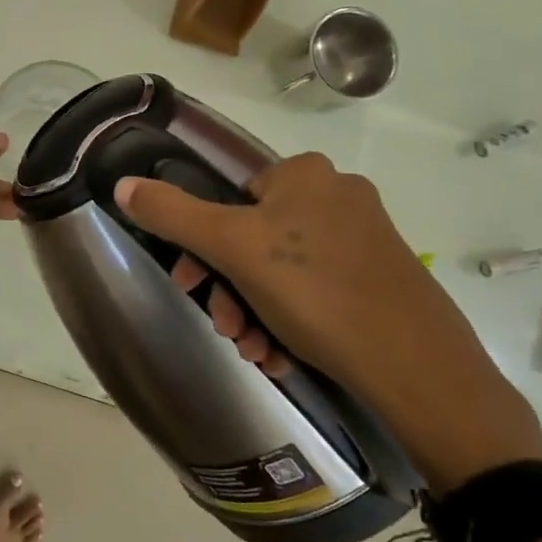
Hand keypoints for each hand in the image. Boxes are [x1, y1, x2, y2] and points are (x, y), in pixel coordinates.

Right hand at [114, 153, 541, 488]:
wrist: (418, 368)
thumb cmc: (316, 291)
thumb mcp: (232, 248)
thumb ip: (173, 213)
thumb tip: (123, 185)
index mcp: (304, 174)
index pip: (229, 199)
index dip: (201, 247)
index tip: (190, 287)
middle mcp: (337, 195)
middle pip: (254, 239)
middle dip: (229, 289)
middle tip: (225, 329)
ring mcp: (364, 237)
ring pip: (282, 271)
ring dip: (255, 312)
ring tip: (255, 351)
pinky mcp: (381, 277)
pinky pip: (316, 290)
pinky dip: (290, 320)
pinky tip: (282, 356)